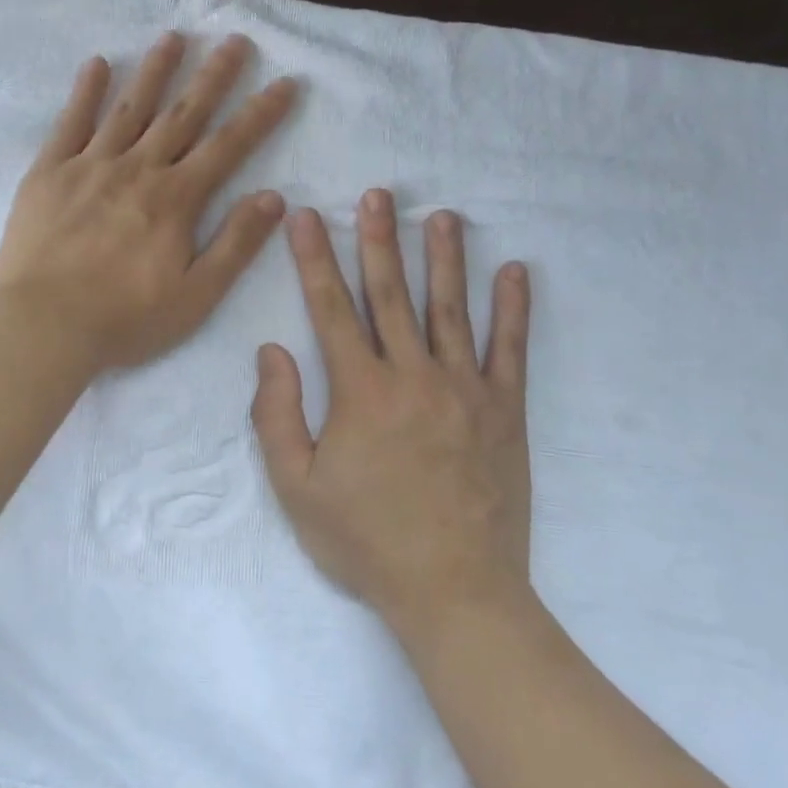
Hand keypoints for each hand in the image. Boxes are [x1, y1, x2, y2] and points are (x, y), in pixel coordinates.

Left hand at [0, 32, 296, 371]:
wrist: (42, 327)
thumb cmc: (124, 319)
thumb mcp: (196, 295)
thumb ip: (236, 244)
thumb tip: (274, 197)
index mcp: (176, 198)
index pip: (229, 145)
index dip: (260, 113)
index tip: (285, 82)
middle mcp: (138, 169)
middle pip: (183, 113)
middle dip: (213, 76)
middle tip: (234, 39)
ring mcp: (90, 165)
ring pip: (130, 108)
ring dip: (155, 71)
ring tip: (174, 37)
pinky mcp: (49, 172)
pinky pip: (70, 122)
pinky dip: (85, 91)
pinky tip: (97, 64)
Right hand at [252, 190, 532, 642]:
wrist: (455, 592)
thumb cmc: (367, 541)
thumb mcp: (297, 488)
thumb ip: (276, 415)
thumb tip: (270, 350)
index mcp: (360, 391)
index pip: (331, 308)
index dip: (315, 259)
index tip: (308, 217)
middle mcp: (412, 375)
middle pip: (391, 294)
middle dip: (379, 240)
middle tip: (378, 195)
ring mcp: (464, 388)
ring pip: (450, 308)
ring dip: (443, 258)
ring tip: (441, 216)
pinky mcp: (504, 409)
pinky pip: (510, 349)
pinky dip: (514, 308)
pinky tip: (516, 271)